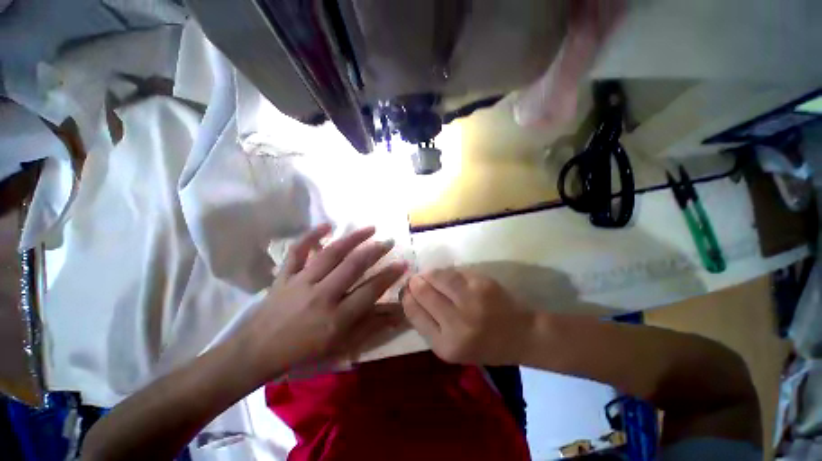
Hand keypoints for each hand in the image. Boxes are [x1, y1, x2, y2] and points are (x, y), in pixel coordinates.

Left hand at [240, 224, 406, 379]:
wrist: (257, 351)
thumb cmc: (304, 352)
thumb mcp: (342, 346)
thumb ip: (371, 326)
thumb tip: (397, 313)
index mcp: (336, 318)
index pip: (370, 291)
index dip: (390, 275)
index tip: (403, 263)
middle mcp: (321, 296)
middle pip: (353, 266)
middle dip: (375, 251)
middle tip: (389, 241)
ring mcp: (301, 282)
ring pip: (330, 253)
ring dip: (353, 238)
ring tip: (370, 228)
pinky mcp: (285, 275)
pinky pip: (298, 251)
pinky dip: (311, 235)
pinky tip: (327, 225)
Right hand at [401, 269, 535, 364]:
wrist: (521, 335)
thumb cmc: (483, 346)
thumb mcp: (451, 348)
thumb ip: (429, 325)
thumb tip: (410, 296)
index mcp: (446, 345)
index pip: (414, 312)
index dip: (407, 298)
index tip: (406, 292)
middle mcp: (457, 323)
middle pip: (423, 292)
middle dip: (415, 283)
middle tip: (414, 280)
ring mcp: (471, 299)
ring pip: (437, 276)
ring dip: (428, 274)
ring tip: (427, 276)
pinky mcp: (482, 283)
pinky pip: (454, 272)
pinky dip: (445, 273)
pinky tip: (445, 277)